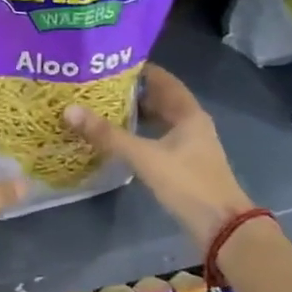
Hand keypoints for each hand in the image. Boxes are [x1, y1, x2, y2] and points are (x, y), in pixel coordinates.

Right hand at [65, 63, 252, 247]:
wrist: (222, 227)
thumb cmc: (187, 183)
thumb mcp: (144, 157)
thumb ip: (108, 135)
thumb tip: (69, 110)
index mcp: (189, 113)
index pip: (162, 79)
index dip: (138, 69)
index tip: (108, 64)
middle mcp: (191, 124)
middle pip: (160, 99)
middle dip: (131, 92)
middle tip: (98, 86)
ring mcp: (189, 145)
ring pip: (159, 121)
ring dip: (135, 114)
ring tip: (102, 108)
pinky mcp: (184, 164)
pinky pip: (158, 139)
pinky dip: (140, 135)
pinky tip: (119, 139)